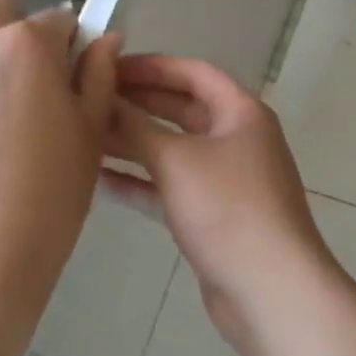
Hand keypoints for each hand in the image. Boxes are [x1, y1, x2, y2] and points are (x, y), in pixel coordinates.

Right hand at [103, 54, 336, 355]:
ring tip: (86, 136)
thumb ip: (137, 129)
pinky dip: (142, 182)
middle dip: (139, 103)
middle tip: (90, 99)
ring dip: (135, 143)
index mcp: (241, 112)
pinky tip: (101, 181)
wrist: (270, 288)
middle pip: (183, 109)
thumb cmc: (228, 209)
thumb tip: (103, 101)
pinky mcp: (215, 215)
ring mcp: (228, 179)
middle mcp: (238, 138)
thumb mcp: (178, 161)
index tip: (107, 67)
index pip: (193, 73)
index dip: (151, 66)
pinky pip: (173, 186)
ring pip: (175, 150)